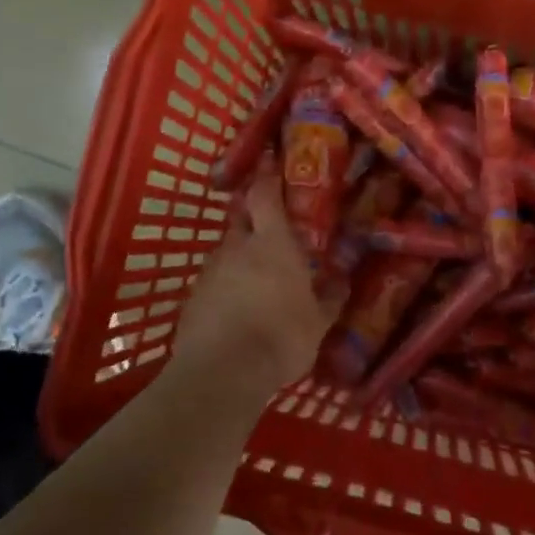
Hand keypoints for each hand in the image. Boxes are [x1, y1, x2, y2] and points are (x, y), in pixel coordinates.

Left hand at [173, 165, 342, 392]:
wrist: (222, 372)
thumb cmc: (281, 337)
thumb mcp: (318, 322)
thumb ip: (329, 297)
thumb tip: (341, 281)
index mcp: (272, 244)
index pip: (265, 196)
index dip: (267, 177)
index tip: (270, 162)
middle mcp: (237, 248)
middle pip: (241, 218)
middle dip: (252, 216)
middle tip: (269, 225)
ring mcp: (210, 271)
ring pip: (226, 250)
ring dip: (240, 255)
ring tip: (256, 275)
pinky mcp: (193, 297)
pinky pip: (214, 280)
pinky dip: (226, 284)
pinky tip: (237, 306)